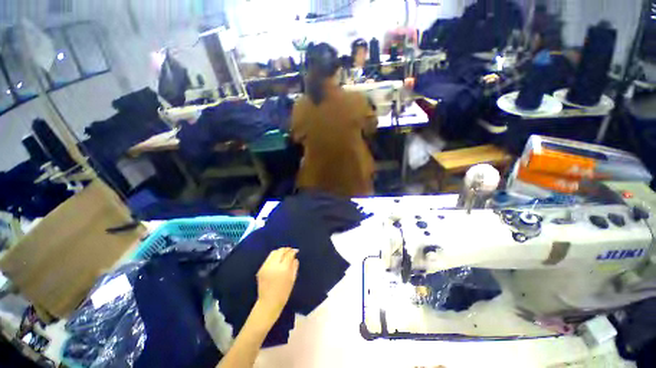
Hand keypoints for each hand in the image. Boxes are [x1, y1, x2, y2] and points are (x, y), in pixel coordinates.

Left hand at [256, 248, 298, 319]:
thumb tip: (295, 257)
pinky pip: (268, 259)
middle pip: (280, 251)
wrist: (268, 303)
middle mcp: (273, 265)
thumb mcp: (292, 279)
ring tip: (284, 254)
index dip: (293, 251)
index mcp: (283, 269)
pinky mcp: (260, 269)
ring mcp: (265, 267)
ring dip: (280, 252)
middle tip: (290, 251)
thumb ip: (294, 266)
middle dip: (286, 249)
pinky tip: (277, 261)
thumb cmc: (284, 293)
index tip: (296, 251)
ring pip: (273, 253)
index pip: (288, 254)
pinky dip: (274, 257)